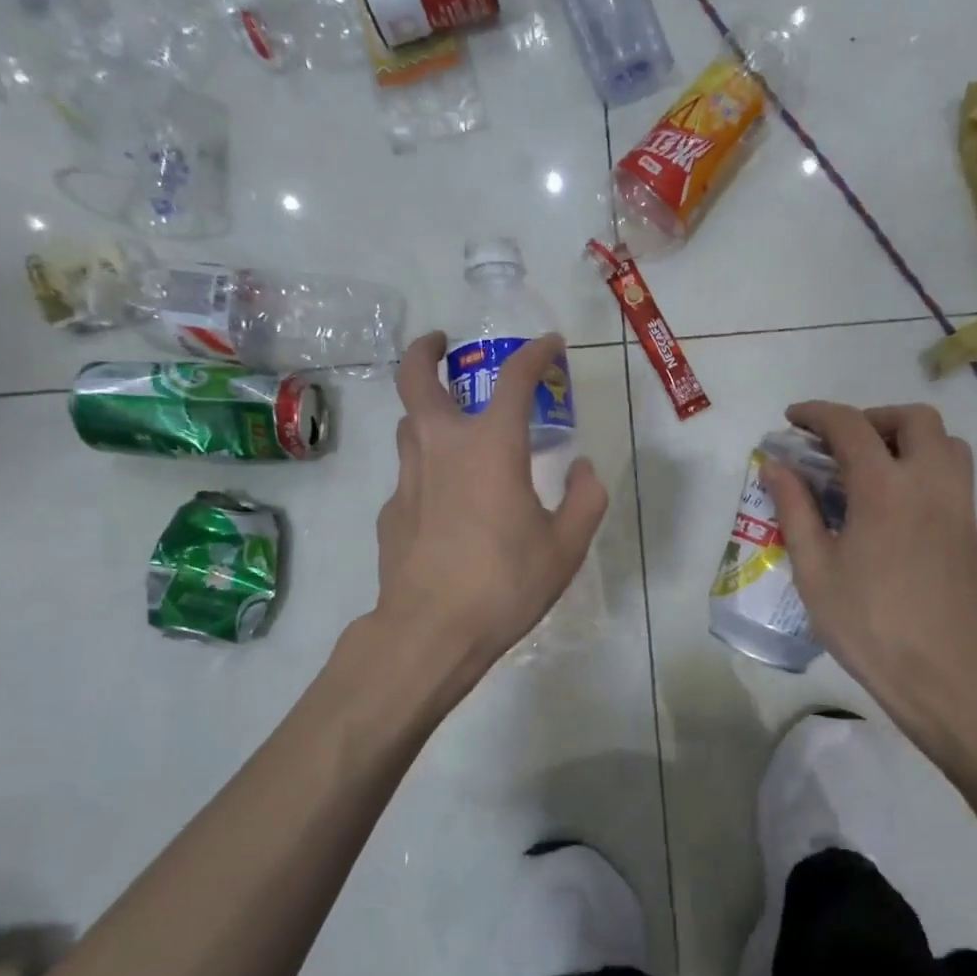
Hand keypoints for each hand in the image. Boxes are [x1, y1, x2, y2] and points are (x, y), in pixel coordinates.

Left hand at [373, 331, 607, 685]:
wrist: (431, 631)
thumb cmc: (505, 584)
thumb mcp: (566, 546)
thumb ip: (585, 499)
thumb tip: (583, 469)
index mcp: (490, 447)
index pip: (514, 379)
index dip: (535, 354)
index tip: (550, 345)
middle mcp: (441, 448)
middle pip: (418, 379)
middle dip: (428, 351)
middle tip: (442, 344)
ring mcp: (408, 478)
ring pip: (408, 424)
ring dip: (427, 411)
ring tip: (453, 424)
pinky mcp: (391, 511)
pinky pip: (411, 474)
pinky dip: (429, 469)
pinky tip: (447, 502)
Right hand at [762, 402, 976, 743]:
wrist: (943, 673)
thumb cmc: (868, 624)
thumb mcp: (815, 570)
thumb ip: (795, 509)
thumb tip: (775, 466)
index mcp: (884, 488)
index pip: (850, 426)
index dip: (817, 414)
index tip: (793, 419)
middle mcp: (929, 482)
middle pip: (913, 418)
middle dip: (872, 417)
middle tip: (842, 444)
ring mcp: (959, 505)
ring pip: (946, 442)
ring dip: (909, 438)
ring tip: (876, 467)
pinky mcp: (972, 530)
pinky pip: (955, 475)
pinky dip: (926, 466)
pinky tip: (899, 506)